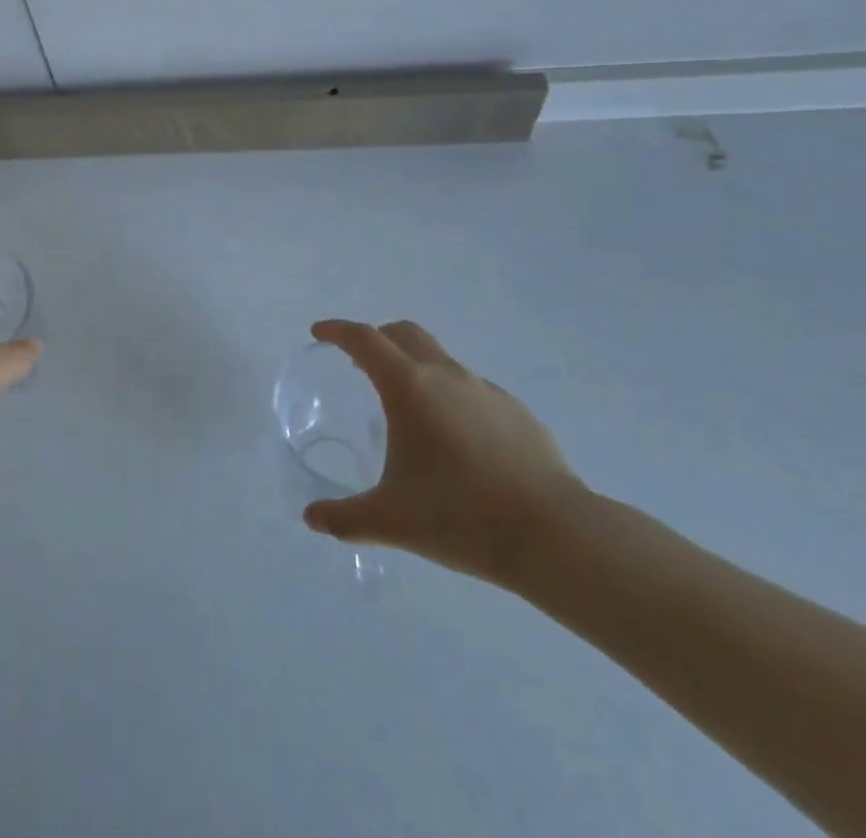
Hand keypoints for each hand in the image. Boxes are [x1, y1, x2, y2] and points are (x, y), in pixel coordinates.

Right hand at [301, 320, 587, 587]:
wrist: (554, 535)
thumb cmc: (460, 517)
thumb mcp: (391, 521)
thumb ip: (343, 517)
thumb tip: (312, 518)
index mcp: (409, 387)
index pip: (364, 340)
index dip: (337, 330)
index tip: (320, 333)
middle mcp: (446, 375)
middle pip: (404, 333)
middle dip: (377, 338)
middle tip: (359, 363)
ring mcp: (486, 390)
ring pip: (440, 360)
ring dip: (416, 368)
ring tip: (410, 412)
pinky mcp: (517, 412)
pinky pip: (472, 390)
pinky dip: (452, 398)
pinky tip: (458, 443)